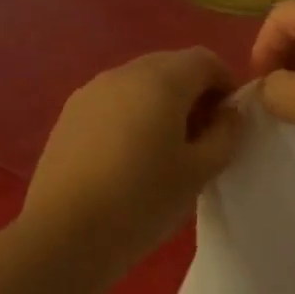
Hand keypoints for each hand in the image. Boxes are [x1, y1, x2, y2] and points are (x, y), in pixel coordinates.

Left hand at [20, 49, 241, 278]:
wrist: (64, 233)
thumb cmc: (142, 200)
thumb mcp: (199, 172)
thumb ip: (225, 134)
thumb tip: (228, 113)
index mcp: (161, 80)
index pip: (204, 60)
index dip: (225, 84)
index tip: (230, 121)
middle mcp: (124, 73)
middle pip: (170, 66)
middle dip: (193, 92)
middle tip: (201, 136)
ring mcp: (91, 91)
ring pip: (138, 83)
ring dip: (160, 103)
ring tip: (164, 148)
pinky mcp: (69, 114)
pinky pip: (112, 101)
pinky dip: (130, 115)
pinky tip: (127, 156)